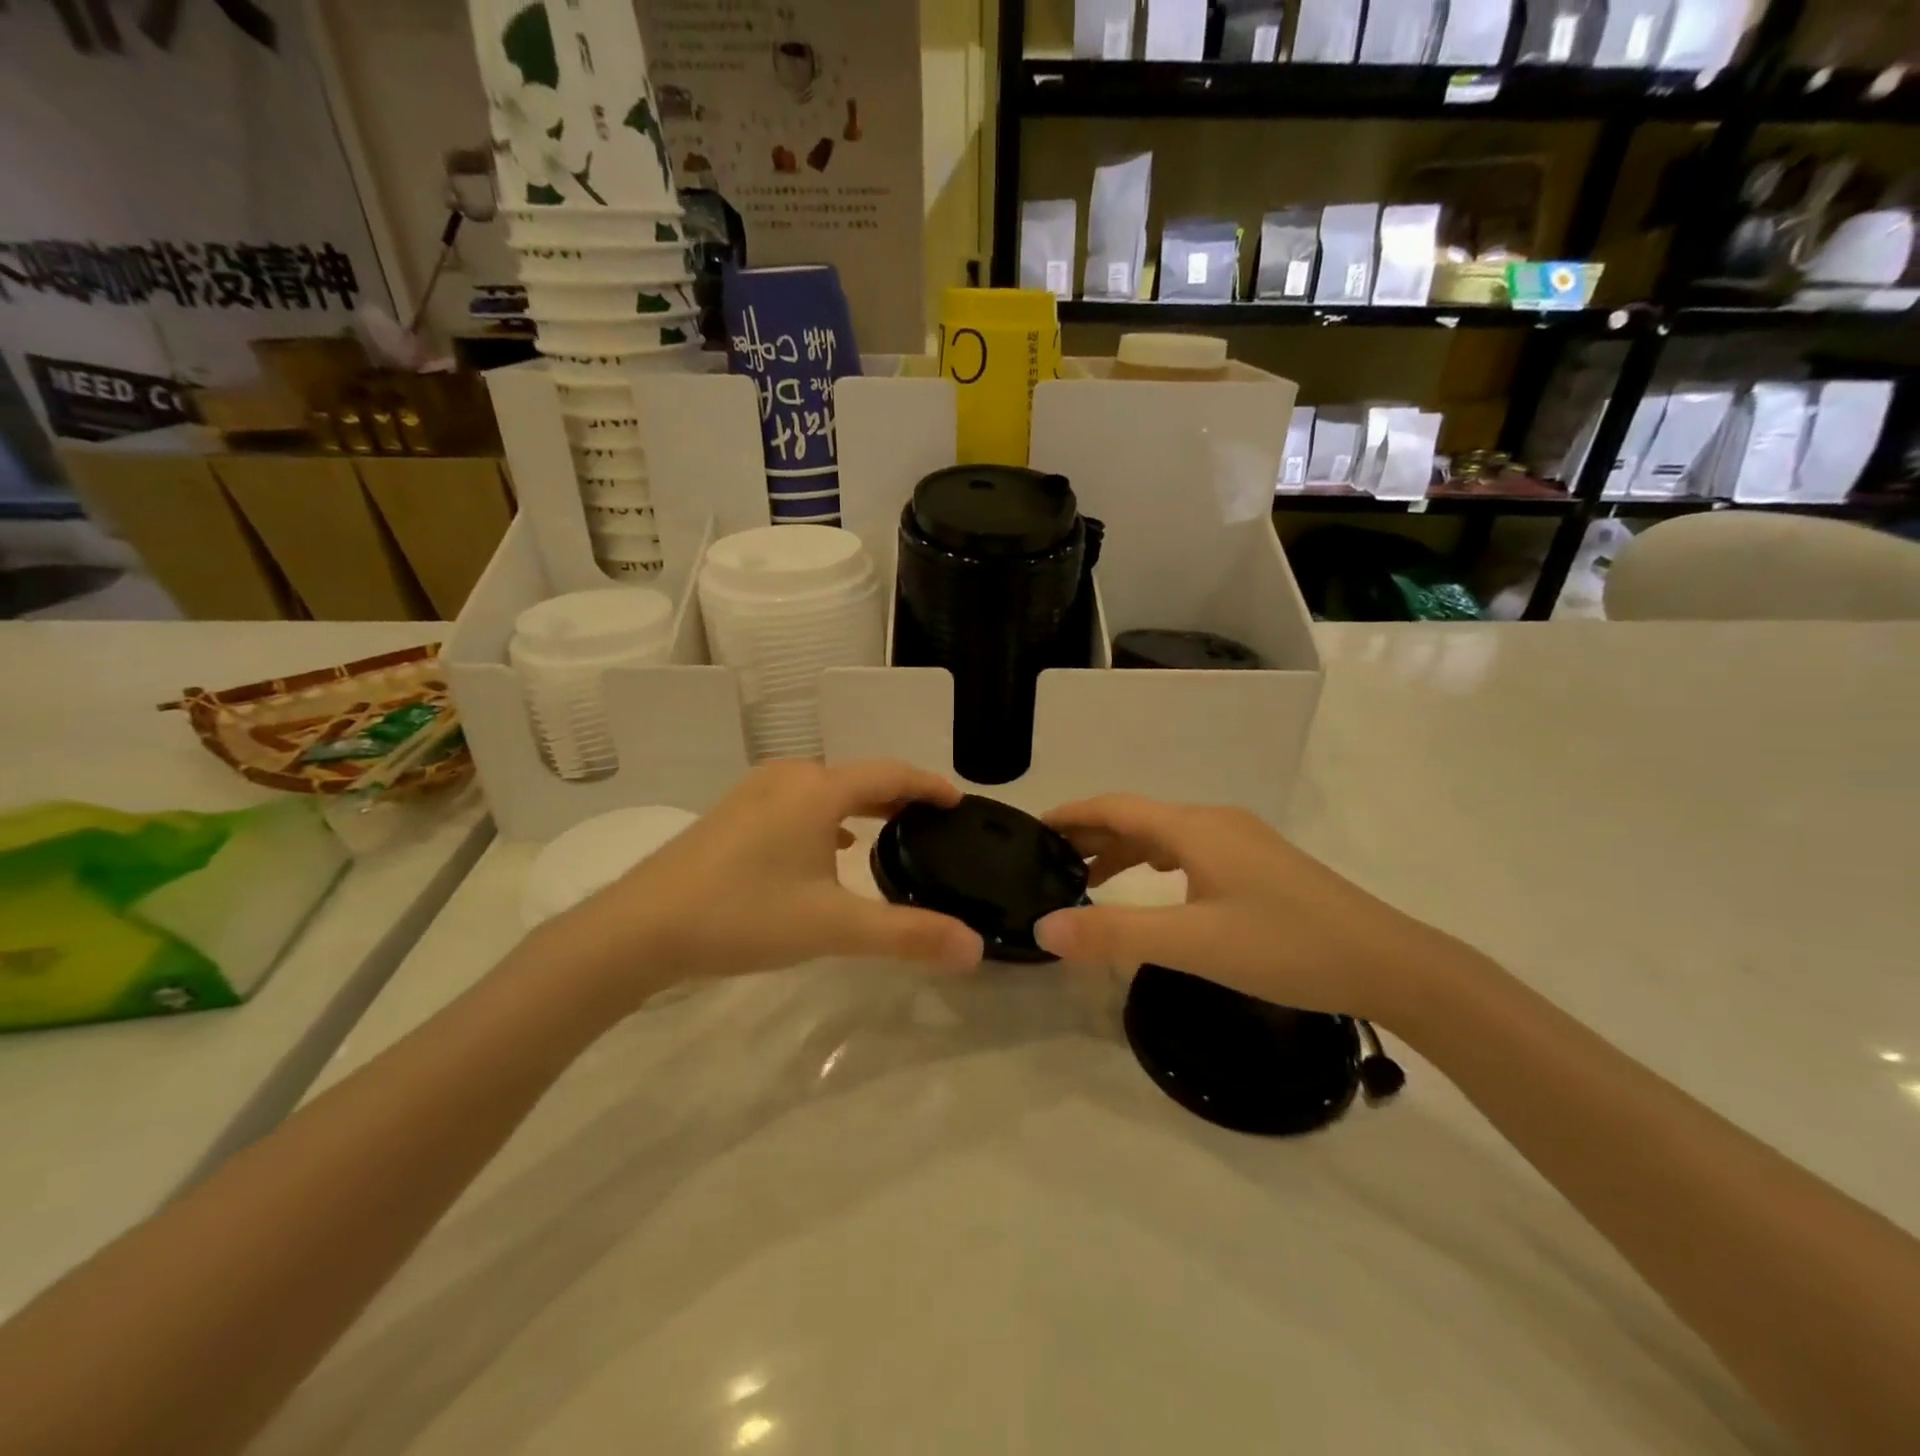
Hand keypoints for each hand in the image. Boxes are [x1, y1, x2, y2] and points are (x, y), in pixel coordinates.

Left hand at [554, 760, 983, 1008]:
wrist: (639, 928)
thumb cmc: (743, 916)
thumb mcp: (833, 928)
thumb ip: (907, 935)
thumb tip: (974, 948)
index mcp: (819, 790)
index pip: (891, 773)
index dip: (930, 785)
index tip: (959, 801)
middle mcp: (790, 777)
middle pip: (860, 775)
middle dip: (899, 795)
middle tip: (932, 822)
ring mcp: (755, 791)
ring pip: (826, 787)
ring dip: (863, 804)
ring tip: (891, 831)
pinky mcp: (733, 812)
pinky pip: (798, 801)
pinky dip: (828, 815)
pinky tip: (831, 846)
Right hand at [1033, 795, 1465, 1021]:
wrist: (1389, 963)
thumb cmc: (1286, 946)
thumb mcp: (1193, 943)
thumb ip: (1115, 934)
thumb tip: (1043, 928)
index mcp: (1194, 827)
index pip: (1115, 806)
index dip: (1071, 814)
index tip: (1031, 828)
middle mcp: (1214, 821)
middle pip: (1137, 816)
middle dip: (1091, 835)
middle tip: (1048, 862)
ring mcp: (1241, 841)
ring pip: (1165, 835)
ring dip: (1123, 851)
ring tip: (1088, 880)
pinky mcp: (1259, 864)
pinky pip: (1189, 851)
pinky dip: (1155, 863)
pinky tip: (1153, 888)